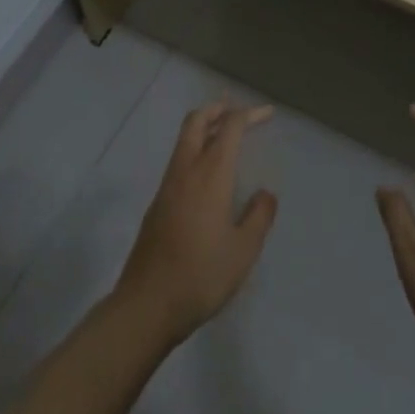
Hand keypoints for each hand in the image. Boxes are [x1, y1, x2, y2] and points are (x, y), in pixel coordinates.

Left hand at [115, 100, 278, 344]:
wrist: (147, 304)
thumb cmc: (201, 275)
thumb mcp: (243, 251)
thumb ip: (259, 216)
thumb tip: (265, 194)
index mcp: (210, 174)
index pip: (230, 128)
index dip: (250, 115)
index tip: (267, 114)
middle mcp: (186, 170)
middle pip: (197, 121)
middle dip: (218, 109)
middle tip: (238, 110)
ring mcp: (167, 185)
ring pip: (185, 139)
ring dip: (205, 127)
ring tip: (225, 133)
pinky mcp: (157, 203)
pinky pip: (179, 160)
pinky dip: (196, 149)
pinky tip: (208, 172)